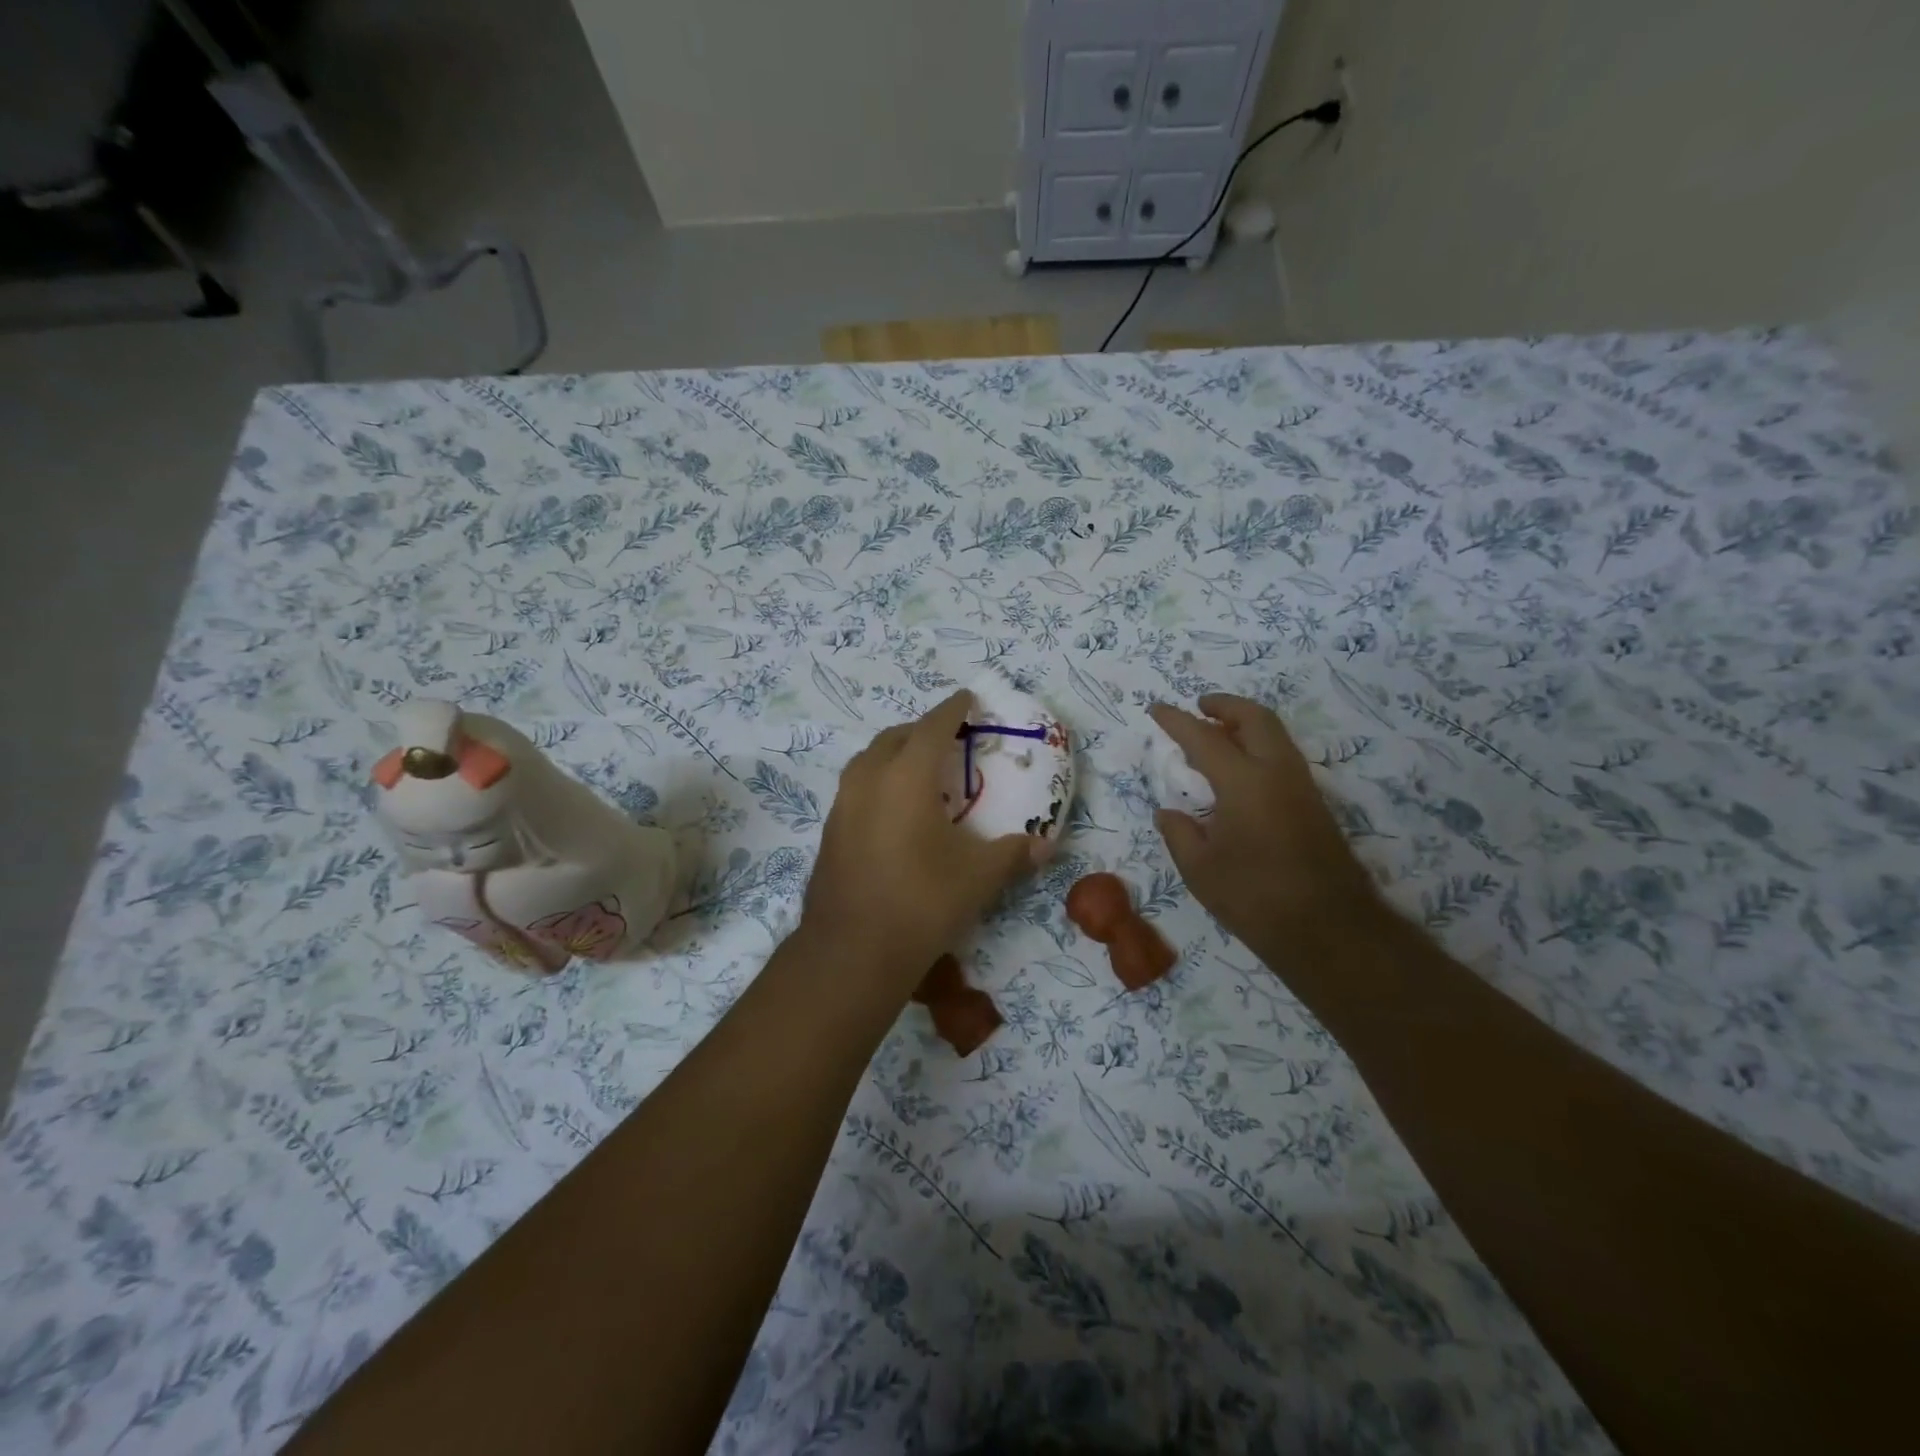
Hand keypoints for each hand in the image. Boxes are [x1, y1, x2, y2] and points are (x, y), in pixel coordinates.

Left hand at [802, 691, 1042, 987]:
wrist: (852, 953)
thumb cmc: (921, 903)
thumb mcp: (978, 877)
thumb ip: (1013, 854)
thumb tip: (1044, 846)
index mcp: (906, 778)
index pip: (932, 728)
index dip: (952, 709)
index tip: (967, 697)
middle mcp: (868, 781)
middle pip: (894, 738)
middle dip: (921, 730)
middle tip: (947, 737)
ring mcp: (842, 807)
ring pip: (867, 761)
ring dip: (894, 754)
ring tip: (918, 769)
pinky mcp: (830, 833)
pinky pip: (856, 789)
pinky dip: (877, 782)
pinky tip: (893, 811)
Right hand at [1150, 694, 1380, 962]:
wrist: (1329, 929)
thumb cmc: (1255, 898)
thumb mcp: (1200, 870)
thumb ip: (1179, 834)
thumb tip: (1167, 813)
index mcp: (1244, 782)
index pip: (1204, 738)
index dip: (1176, 720)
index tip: (1157, 708)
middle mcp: (1277, 772)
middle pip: (1254, 718)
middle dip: (1224, 705)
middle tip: (1199, 706)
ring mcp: (1301, 786)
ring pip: (1274, 734)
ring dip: (1245, 724)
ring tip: (1216, 734)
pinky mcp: (1314, 805)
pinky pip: (1282, 756)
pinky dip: (1258, 746)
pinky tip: (1239, 771)